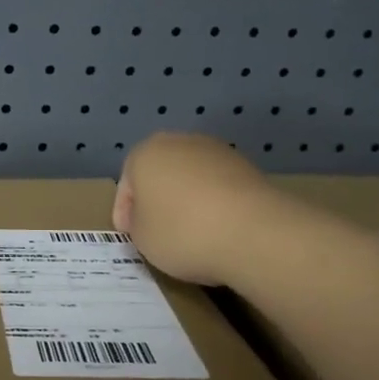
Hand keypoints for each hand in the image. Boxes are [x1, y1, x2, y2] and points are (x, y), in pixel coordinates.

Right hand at [114, 132, 267, 285]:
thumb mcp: (142, 238)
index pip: (126, 184)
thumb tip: (149, 217)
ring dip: (186, 199)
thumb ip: (137, 223)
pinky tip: (216, 228)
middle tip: (157, 230)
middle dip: (157, 199)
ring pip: (191, 177)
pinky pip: (218, 186)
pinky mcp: (247, 167)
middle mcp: (180, 142)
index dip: (125, 212)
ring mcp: (218, 151)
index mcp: (145, 153)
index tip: (130, 235)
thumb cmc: (182, 232)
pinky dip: (213, 203)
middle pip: (160, 173)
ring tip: (190, 232)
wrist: (254, 233)